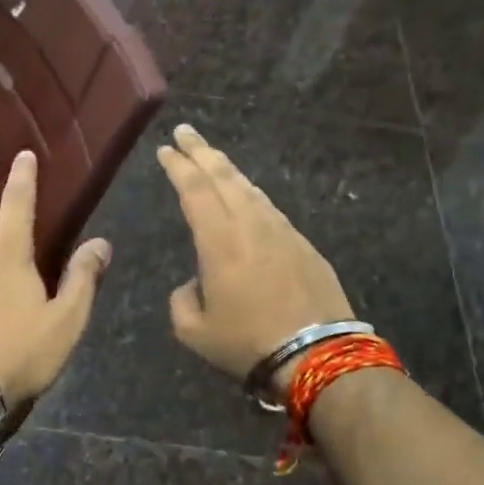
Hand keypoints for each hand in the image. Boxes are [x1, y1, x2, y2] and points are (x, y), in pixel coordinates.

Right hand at [157, 124, 354, 392]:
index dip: (178, 166)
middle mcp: (250, 224)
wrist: (317, 353)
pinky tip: (248, 196)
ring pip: (249, 188)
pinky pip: (270, 207)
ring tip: (212, 158)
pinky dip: (251, 194)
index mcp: (218, 240)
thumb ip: (182, 301)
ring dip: (227, 169)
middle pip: (223, 176)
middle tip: (186, 131)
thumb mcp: (195, 331)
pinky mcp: (303, 243)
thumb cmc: (247, 342)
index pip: (194, 190)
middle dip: (201, 151)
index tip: (166, 148)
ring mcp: (281, 230)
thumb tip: (192, 284)